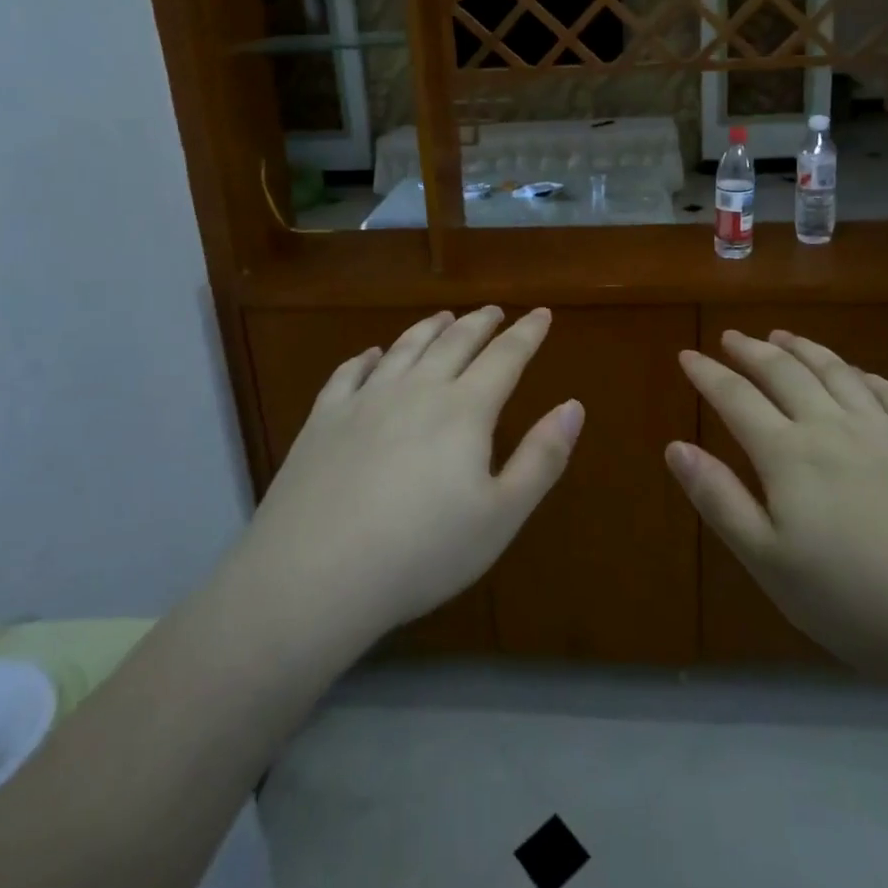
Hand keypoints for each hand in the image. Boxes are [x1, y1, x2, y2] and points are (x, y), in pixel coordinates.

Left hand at [236, 307, 580, 655]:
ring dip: (429, 328)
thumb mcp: (500, 516)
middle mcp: (417, 389)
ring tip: (443, 318)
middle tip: (494, 311)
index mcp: (464, 409)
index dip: (527, 334)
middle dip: (480, 323)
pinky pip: (350, 373)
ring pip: (405, 348)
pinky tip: (373, 354)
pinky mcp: (324, 419)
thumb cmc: (421, 552)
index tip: (541, 314)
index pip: (505, 357)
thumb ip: (542, 458)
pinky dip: (368, 357)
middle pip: (455, 342)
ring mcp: (365, 400)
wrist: (313, 576)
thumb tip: (574, 406)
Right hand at [667, 330, 887, 692]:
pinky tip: (857, 373)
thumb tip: (676, 447)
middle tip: (731, 336)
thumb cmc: (859, 602)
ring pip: (835, 372)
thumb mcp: (771, 563)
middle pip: (785, 373)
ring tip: (783, 335)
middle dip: (752, 351)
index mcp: (789, 454)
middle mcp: (833, 426)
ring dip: (804, 348)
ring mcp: (886, 432)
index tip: (687, 354)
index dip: (708, 374)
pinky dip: (863, 374)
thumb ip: (720, 500)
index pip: (736, 398)